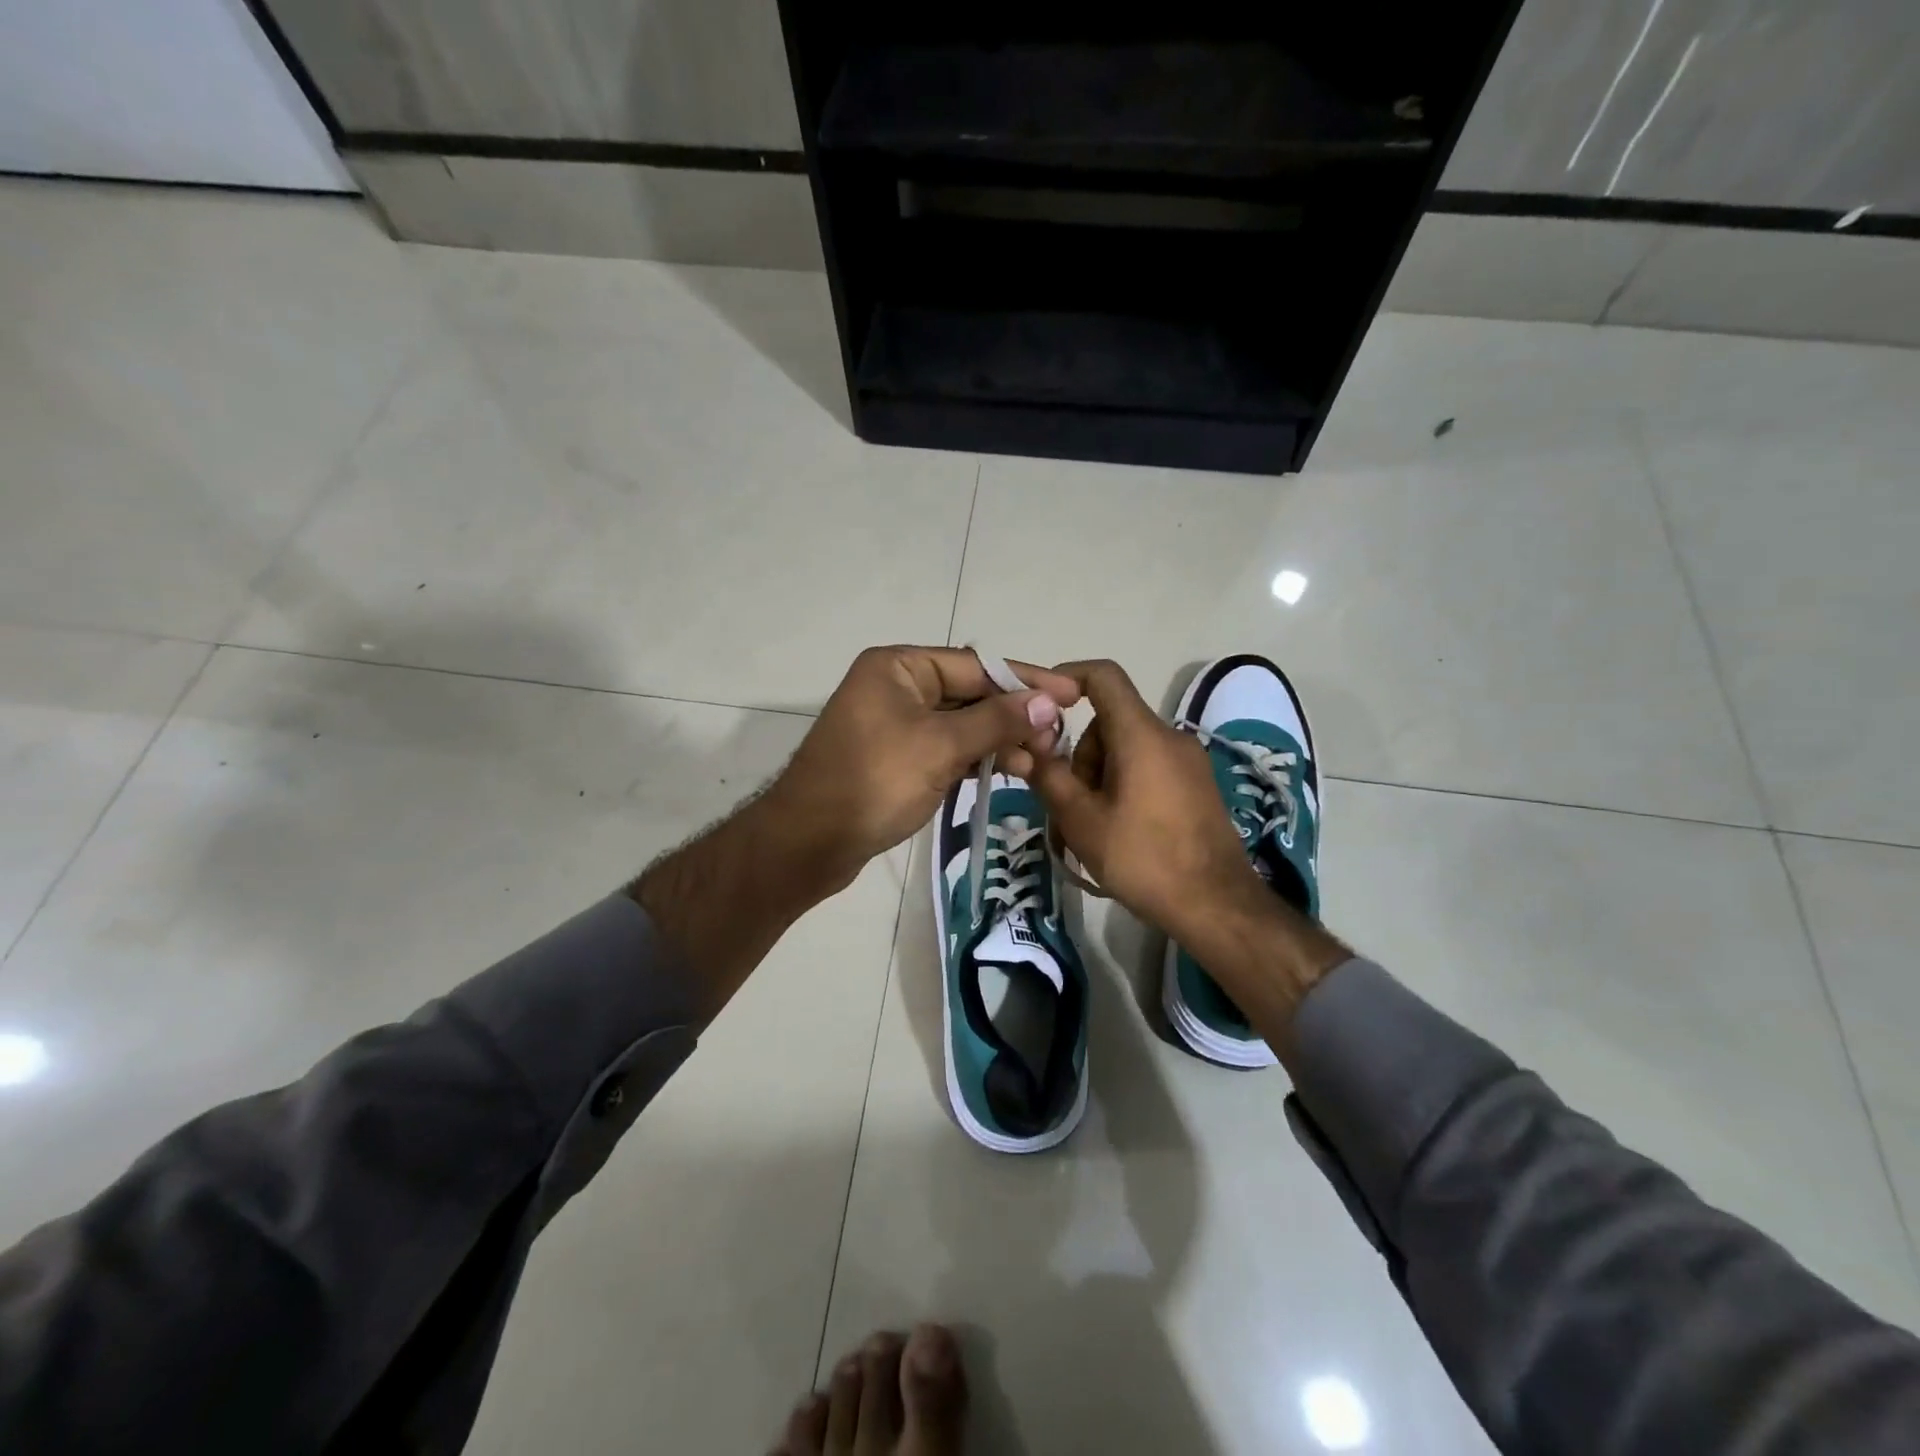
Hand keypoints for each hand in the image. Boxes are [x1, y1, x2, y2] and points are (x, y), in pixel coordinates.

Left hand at [765, 646, 1078, 888]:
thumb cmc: (873, 782)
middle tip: (1057, 739)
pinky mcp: (898, 759)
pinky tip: (1010, 773)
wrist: (809, 843)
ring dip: (1000, 741)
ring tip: (1039, 763)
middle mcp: (896, 687)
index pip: (976, 665)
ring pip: (961, 725)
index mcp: (899, 667)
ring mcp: (896, 725)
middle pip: (970, 694)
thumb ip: (996, 721)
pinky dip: (976, 760)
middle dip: (1014, 716)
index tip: (1070, 695)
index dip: (1026, 680)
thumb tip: (1046, 702)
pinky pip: (947, 750)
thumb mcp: (940, 747)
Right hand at [1019, 659, 1265, 947]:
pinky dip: (1123, 787)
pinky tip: (1119, 832)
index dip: (1067, 678)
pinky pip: (1147, 768)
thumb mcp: (1082, 820)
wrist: (1217, 906)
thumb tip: (1029, 748)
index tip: (1040, 706)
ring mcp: (1188, 761)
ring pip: (1126, 749)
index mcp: (1141, 734)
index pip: (1103, 676)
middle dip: (1081, 755)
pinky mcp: (1197, 785)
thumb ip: (1049, 777)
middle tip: (1069, 804)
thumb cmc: (1143, 858)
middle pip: (1109, 723)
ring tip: (1093, 828)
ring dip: (1100, 777)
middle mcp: (1169, 736)